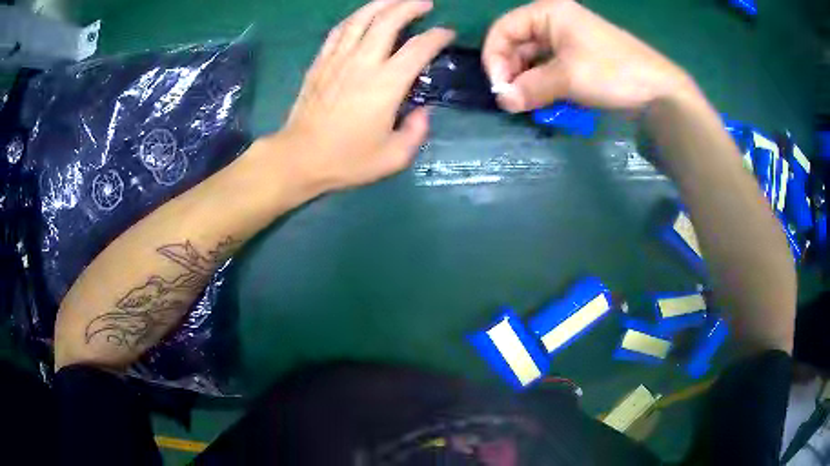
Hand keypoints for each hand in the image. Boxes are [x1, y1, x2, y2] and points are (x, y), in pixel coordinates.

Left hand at [271, 0, 453, 192]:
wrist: (300, 157)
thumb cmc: (347, 159)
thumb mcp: (393, 157)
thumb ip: (416, 132)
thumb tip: (423, 111)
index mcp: (386, 84)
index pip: (419, 48)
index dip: (437, 36)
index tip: (447, 34)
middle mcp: (363, 62)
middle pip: (388, 20)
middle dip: (410, 6)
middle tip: (425, 3)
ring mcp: (338, 59)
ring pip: (361, 18)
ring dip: (382, 3)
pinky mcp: (321, 62)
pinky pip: (339, 30)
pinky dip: (355, 18)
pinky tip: (363, 16)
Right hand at [482, 0, 693, 112]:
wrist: (657, 90)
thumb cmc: (612, 73)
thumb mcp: (567, 77)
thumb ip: (530, 88)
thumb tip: (503, 102)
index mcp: (548, 12)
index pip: (504, 29)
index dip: (495, 57)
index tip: (498, 87)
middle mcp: (554, 20)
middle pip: (517, 43)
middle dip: (511, 72)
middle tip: (512, 101)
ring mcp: (568, 39)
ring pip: (533, 58)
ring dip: (527, 81)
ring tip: (528, 104)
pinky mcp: (578, 57)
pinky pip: (550, 67)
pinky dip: (544, 84)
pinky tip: (544, 101)